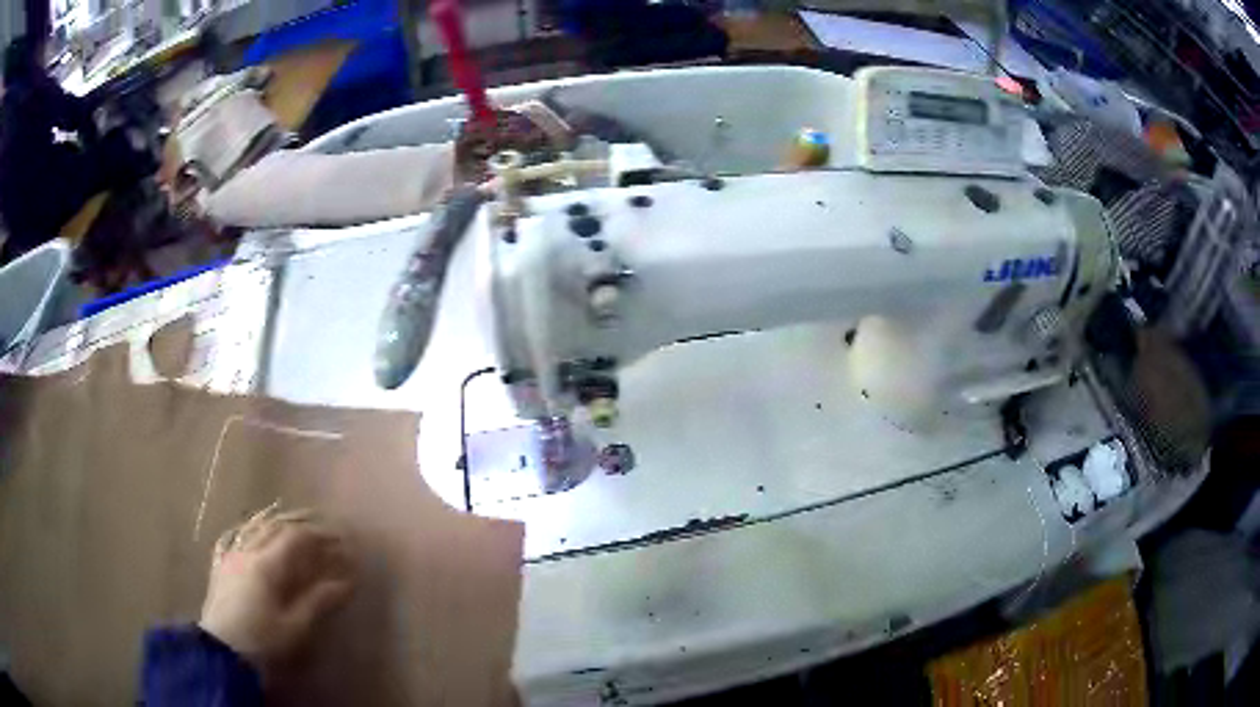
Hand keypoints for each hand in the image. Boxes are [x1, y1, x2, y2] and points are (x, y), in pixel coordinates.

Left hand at [200, 506, 355, 676]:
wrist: (222, 654)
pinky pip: (236, 537)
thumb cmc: (263, 642)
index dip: (319, 536)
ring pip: (254, 528)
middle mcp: (247, 551)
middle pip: (275, 527)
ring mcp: (230, 556)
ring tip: (292, 527)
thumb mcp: (296, 628)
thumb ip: (319, 602)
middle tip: (321, 531)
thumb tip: (346, 583)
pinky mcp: (220, 566)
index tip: (340, 540)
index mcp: (267, 564)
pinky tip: (253, 532)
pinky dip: (251, 530)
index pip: (296, 537)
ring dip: (277, 523)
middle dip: (301, 525)